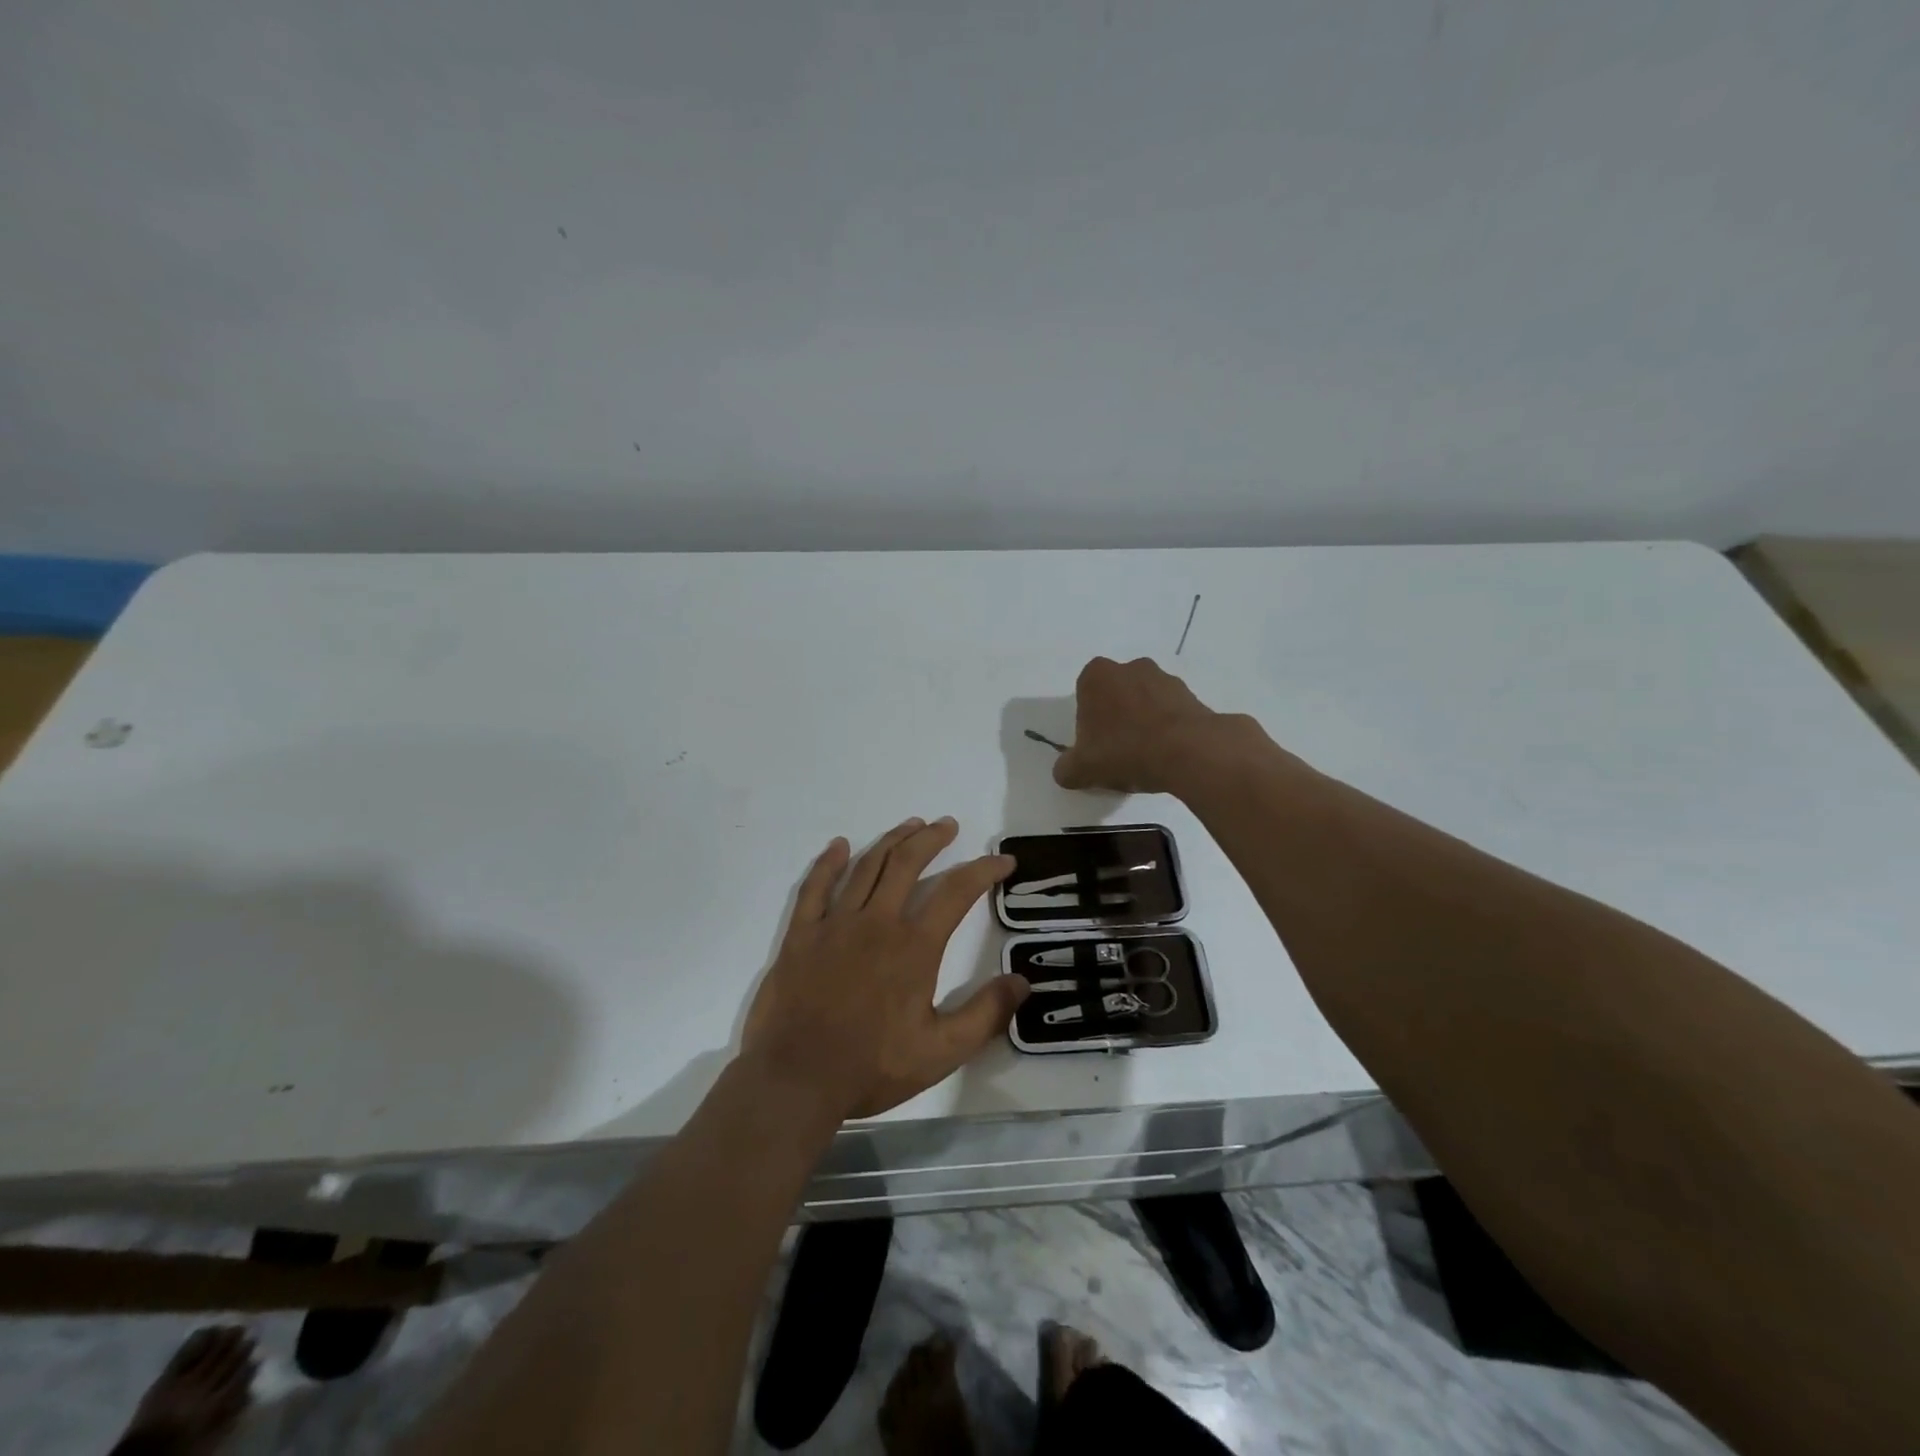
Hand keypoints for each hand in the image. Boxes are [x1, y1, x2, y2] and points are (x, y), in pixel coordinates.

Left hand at [741, 817, 1027, 1120]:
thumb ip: (985, 1015)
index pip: (956, 892)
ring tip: (910, 825)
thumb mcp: (941, 1052)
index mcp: (914, 946)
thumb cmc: (871, 1067)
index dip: (983, 870)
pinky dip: (829, 863)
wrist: (796, 1079)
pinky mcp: (801, 935)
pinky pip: (815, 887)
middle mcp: (876, 922)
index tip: (1002, 860)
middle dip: (932, 839)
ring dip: (891, 841)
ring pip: (866, 867)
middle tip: (947, 825)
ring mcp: (834, 924)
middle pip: (907, 863)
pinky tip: (840, 846)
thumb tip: (1023, 982)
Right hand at [1054, 656, 1262, 793]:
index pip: (1084, 695)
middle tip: (1119, 751)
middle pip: (1116, 695)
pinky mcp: (1191, 694)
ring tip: (1147, 757)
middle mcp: (1130, 667)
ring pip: (1145, 702)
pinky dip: (1167, 729)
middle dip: (1116, 718)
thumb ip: (1066, 768)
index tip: (1095, 746)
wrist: (1188, 752)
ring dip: (1143, 722)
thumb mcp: (1083, 768)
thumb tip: (1065, 770)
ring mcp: (1164, 678)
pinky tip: (1167, 755)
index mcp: (1097, 676)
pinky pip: (1171, 712)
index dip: (1088, 723)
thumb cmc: (1125, 750)